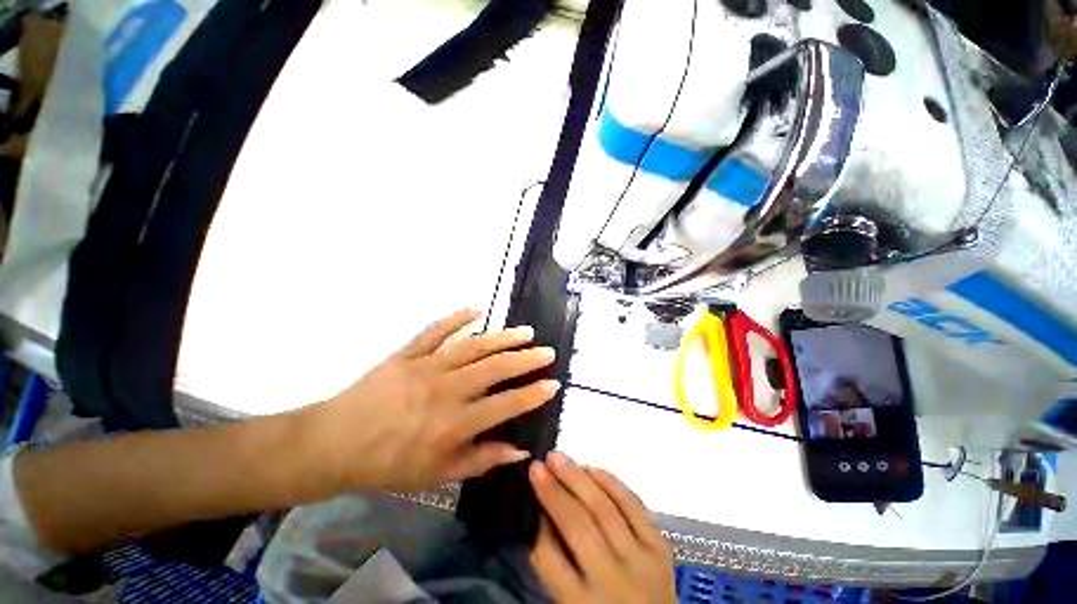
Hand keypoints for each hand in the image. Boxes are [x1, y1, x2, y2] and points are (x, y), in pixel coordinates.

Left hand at [306, 309, 559, 491]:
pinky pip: (435, 331)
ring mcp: (426, 366)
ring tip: (525, 331)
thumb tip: (519, 451)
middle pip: (495, 369)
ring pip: (473, 346)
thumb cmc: (389, 464)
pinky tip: (476, 310)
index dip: (532, 394)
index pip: (505, 405)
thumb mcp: (437, 475)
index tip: (553, 383)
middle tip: (547, 350)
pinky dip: (456, 318)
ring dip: (502, 337)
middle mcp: (446, 390)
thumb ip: (480, 460)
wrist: (336, 443)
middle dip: (526, 359)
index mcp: (453, 423)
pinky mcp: (407, 353)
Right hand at [529, 453, 675, 603]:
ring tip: (558, 458)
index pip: (549, 558)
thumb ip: (556, 565)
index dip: (534, 521)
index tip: (526, 490)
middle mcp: (613, 581)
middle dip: (554, 491)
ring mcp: (641, 560)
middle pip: (579, 526)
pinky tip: (592, 468)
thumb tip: (540, 516)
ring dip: (578, 477)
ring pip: (605, 508)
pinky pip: (633, 504)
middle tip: (538, 465)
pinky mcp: (660, 546)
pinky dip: (611, 482)